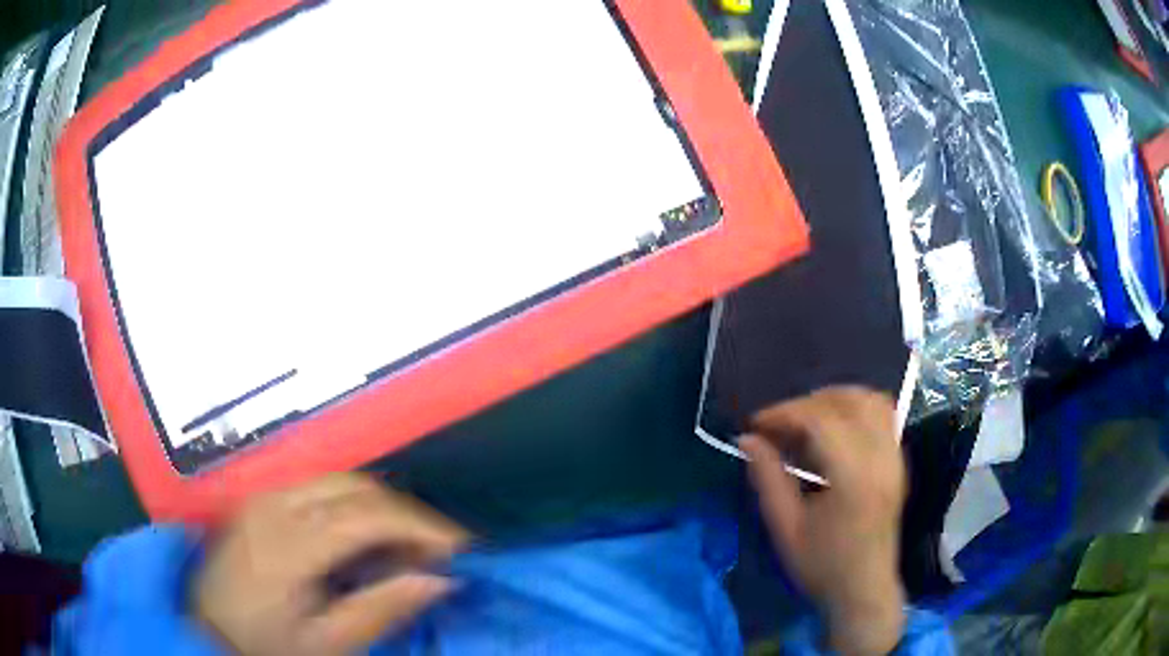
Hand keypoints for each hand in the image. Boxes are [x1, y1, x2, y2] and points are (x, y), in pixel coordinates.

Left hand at [194, 473, 468, 655]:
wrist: (205, 630)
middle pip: (358, 487)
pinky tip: (365, 542)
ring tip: (407, 551)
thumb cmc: (265, 647)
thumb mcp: (327, 644)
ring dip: (382, 510)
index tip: (464, 552)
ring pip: (340, 482)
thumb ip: (382, 609)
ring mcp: (264, 496)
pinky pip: (319, 490)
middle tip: (439, 554)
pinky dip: (355, 509)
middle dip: (407, 515)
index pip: (369, 514)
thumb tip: (442, 580)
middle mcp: (274, 503)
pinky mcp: (260, 501)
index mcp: (287, 541)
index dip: (424, 528)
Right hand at [740, 386, 906, 655]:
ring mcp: (895, 457)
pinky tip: (835, 429)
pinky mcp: (898, 461)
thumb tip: (747, 439)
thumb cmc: (822, 566)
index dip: (785, 413)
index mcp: (854, 477)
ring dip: (835, 399)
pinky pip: (884, 415)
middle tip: (779, 424)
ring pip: (870, 401)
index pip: (821, 420)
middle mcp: (881, 458)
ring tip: (806, 420)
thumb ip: (768, 478)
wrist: (864, 590)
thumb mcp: (785, 528)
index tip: (756, 424)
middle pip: (848, 402)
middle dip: (807, 403)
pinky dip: (857, 409)